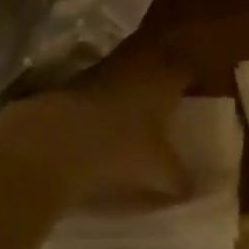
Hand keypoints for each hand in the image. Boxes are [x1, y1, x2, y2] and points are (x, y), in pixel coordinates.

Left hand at [0, 49, 193, 210]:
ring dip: (133, 88)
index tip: (197, 91)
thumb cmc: (118, 147)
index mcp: (165, 75)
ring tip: (138, 115)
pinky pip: (103, 85)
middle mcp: (137, 62)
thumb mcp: (158, 172)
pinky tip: (107, 123)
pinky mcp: (75, 81)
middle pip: (157, 63)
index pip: (186, 66)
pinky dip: (108, 99)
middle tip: (169, 102)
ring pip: (128, 72)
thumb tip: (194, 187)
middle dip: (162, 80)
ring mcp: (103, 68)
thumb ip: (180, 179)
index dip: (192, 77)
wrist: (52, 140)